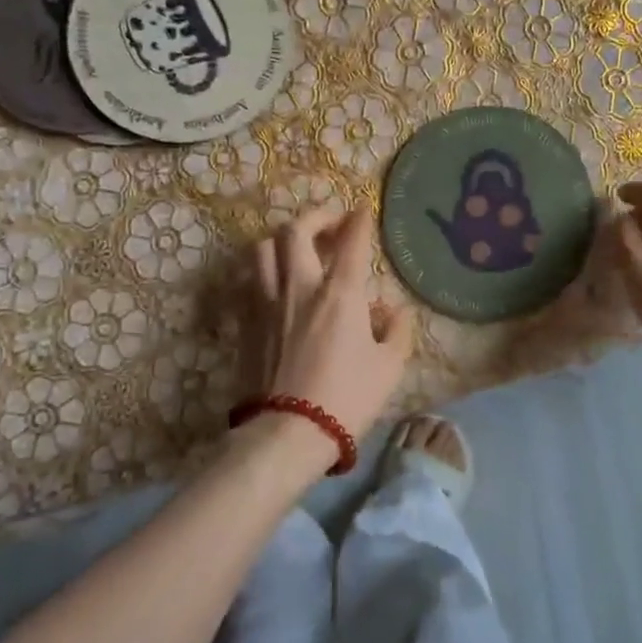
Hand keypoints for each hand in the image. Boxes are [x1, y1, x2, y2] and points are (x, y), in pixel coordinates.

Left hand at [243, 208, 413, 468]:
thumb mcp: (389, 367)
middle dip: (316, 216)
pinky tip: (274, 280)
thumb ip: (396, 330)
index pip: (351, 242)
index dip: (359, 220)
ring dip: (283, 239)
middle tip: (330, 222)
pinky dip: (264, 269)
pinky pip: (250, 278)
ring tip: (296, 247)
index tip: (362, 210)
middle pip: (297, 230)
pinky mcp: (245, 321)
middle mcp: (300, 286)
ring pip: (264, 248)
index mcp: (340, 293)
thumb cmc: (347, 398)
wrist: (287, 432)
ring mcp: (267, 301)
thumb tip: (392, 310)